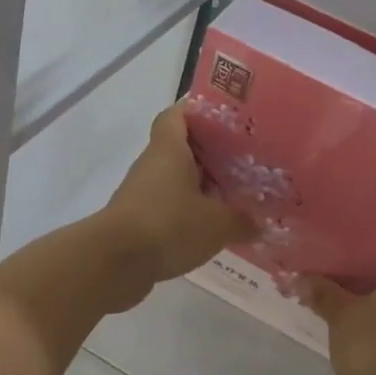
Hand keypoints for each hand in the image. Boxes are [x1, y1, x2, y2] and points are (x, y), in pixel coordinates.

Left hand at [100, 102, 254, 297]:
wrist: (114, 263)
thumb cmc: (168, 225)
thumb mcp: (217, 223)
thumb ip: (242, 220)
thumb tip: (260, 223)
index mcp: (170, 149)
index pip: (177, 115)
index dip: (199, 111)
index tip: (226, 119)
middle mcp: (153, 164)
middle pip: (182, 148)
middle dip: (211, 153)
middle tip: (244, 160)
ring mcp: (142, 193)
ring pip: (176, 179)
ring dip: (201, 186)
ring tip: (235, 196)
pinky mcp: (138, 220)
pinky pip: (169, 206)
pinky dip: (189, 212)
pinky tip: (212, 228)